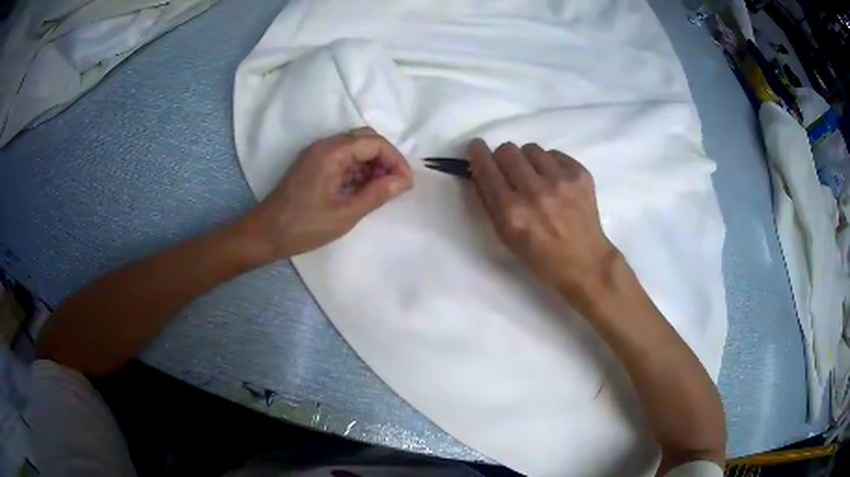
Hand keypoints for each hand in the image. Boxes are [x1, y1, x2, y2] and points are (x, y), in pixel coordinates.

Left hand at [244, 128, 412, 258]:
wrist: (266, 234)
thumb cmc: (304, 226)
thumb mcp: (346, 213)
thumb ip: (377, 194)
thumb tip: (404, 181)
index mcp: (332, 152)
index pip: (374, 142)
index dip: (395, 160)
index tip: (406, 184)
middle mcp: (325, 146)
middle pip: (365, 140)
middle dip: (385, 160)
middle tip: (395, 185)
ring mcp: (318, 155)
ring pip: (355, 149)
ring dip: (372, 166)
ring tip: (382, 192)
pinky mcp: (314, 165)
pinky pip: (343, 160)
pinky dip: (358, 172)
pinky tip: (363, 192)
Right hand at [467, 139, 619, 302]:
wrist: (585, 262)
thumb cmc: (540, 256)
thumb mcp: (504, 236)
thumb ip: (487, 201)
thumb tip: (477, 169)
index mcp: (511, 212)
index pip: (486, 167)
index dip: (477, 153)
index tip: (477, 148)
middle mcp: (535, 192)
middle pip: (507, 150)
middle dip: (503, 159)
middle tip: (510, 172)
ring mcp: (560, 181)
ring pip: (531, 148)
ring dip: (528, 161)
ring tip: (537, 180)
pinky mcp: (580, 174)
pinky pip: (554, 154)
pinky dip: (550, 165)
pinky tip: (556, 184)